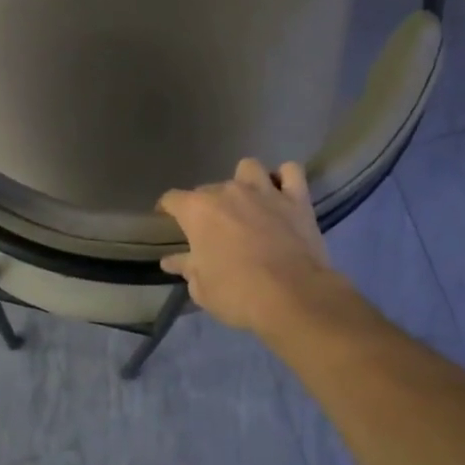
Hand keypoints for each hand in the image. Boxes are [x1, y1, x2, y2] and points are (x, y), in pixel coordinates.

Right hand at [157, 159, 335, 332]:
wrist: (291, 296)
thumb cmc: (237, 293)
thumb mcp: (202, 289)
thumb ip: (187, 268)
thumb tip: (172, 261)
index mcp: (198, 211)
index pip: (172, 199)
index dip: (168, 209)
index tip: (168, 220)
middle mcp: (228, 191)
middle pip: (209, 188)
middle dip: (208, 206)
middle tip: (214, 229)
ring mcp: (264, 191)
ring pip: (249, 168)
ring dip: (245, 181)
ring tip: (248, 202)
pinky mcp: (297, 199)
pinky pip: (291, 172)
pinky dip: (285, 179)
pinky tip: (281, 192)